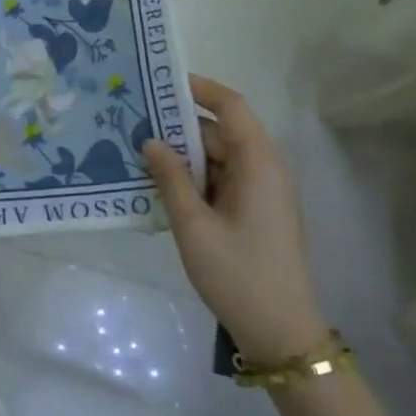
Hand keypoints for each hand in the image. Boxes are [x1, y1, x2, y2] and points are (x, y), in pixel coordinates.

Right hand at [143, 76, 327, 365]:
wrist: (281, 334)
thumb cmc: (238, 274)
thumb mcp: (194, 225)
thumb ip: (170, 178)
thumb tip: (151, 140)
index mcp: (259, 164)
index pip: (231, 106)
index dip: (199, 88)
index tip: (161, 81)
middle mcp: (265, 169)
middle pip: (220, 132)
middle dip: (179, 127)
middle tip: (134, 124)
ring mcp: (262, 192)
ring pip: (219, 157)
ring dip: (184, 156)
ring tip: (139, 154)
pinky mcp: (256, 212)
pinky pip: (222, 180)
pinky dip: (194, 178)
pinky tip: (161, 186)